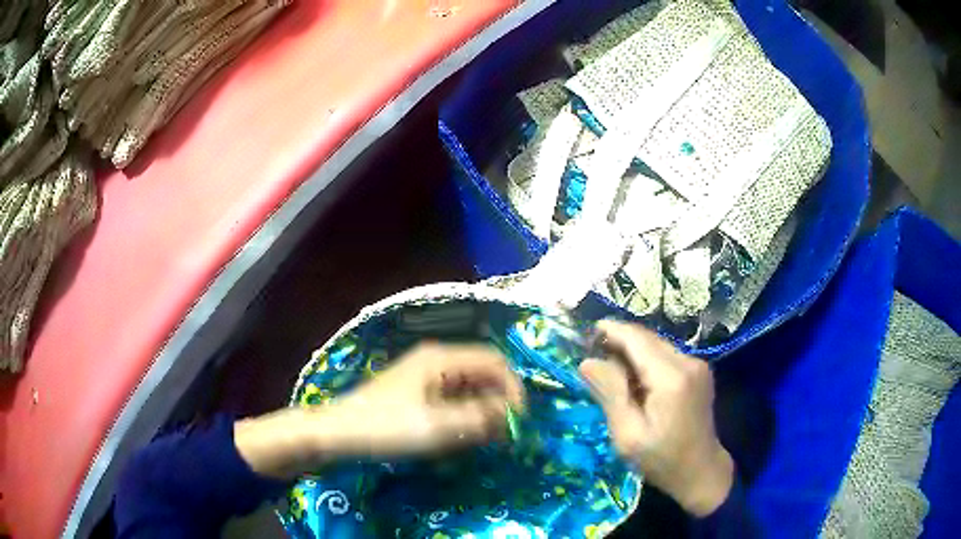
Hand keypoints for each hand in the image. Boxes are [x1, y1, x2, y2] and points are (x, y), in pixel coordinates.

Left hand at [236, 343, 524, 478]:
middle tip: (502, 435)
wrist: (337, 433)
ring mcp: (425, 376)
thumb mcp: (437, 427)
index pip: (494, 362)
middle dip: (497, 402)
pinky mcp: (417, 393)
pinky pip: (452, 399)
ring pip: (468, 388)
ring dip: (481, 411)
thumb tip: (512, 415)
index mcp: (442, 358)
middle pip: (482, 374)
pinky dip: (463, 416)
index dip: (513, 388)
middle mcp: (437, 360)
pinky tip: (461, 436)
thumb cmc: (386, 427)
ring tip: (483, 439)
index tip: (519, 420)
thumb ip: (480, 418)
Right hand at [579, 321, 733, 516]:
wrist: (700, 471)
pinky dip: (646, 361)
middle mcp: (688, 362)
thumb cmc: (661, 459)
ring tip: (609, 370)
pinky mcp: (699, 371)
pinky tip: (634, 380)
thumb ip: (610, 394)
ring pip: (656, 345)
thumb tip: (587, 362)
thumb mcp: (627, 435)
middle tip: (591, 356)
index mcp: (671, 378)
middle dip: (619, 341)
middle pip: (647, 338)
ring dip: (632, 352)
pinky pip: (666, 355)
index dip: (611, 331)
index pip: (637, 339)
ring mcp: (697, 365)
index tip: (584, 334)